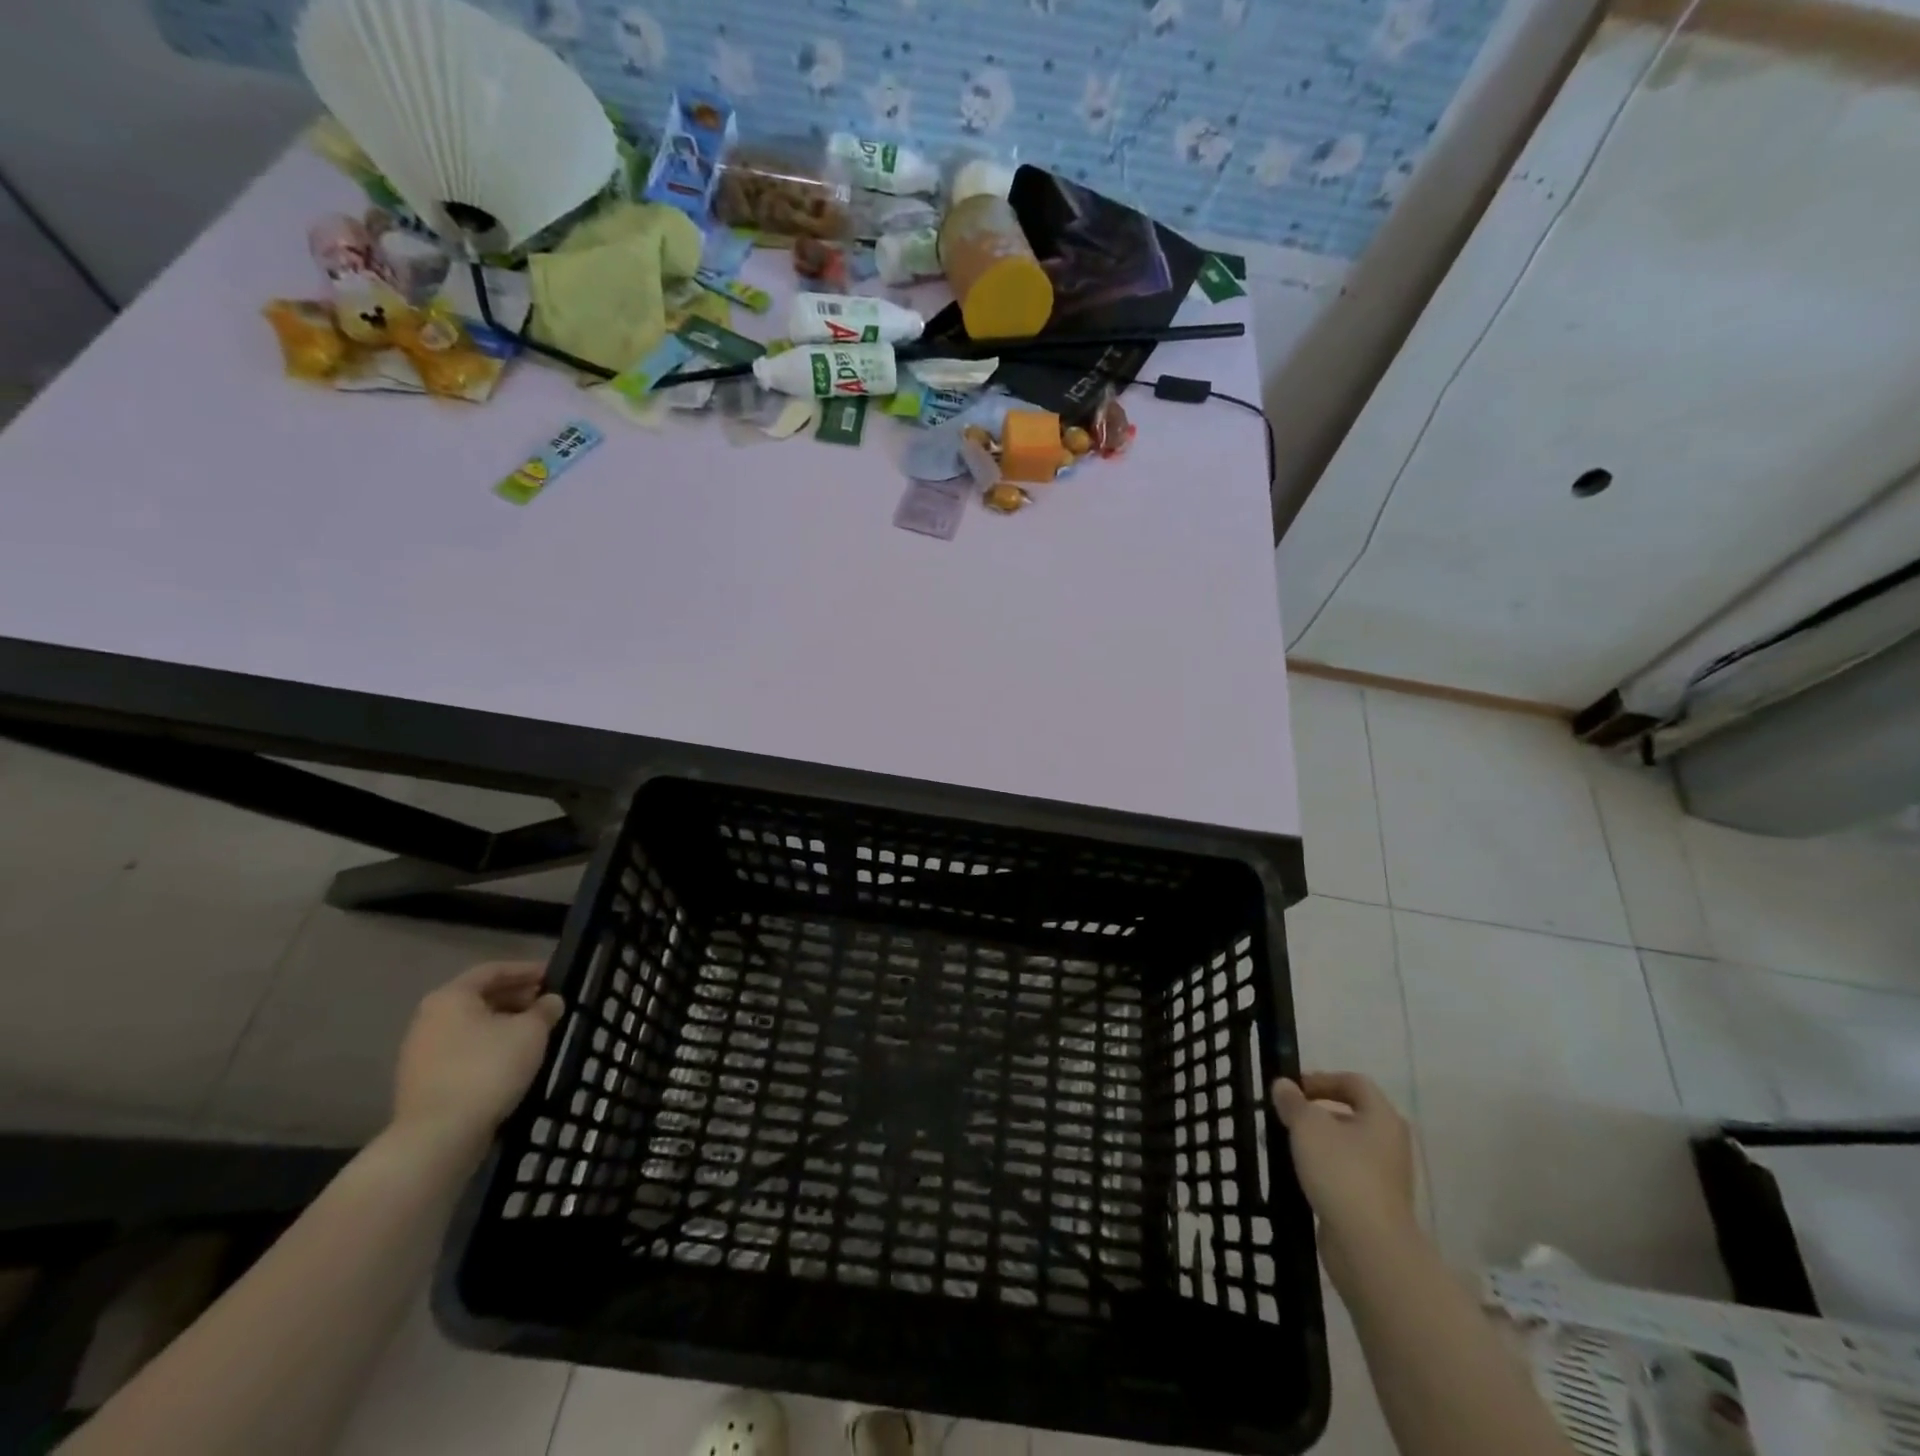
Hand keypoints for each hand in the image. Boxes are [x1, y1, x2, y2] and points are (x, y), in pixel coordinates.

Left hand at [392, 962, 563, 1148]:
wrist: (438, 1136)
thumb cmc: (488, 1068)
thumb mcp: (531, 1032)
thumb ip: (545, 1010)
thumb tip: (550, 1001)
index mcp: (451, 998)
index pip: (493, 971)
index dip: (526, 970)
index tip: (553, 976)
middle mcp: (429, 1019)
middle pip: (479, 998)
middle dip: (516, 998)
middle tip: (547, 1005)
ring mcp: (421, 1054)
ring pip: (471, 1028)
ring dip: (504, 1026)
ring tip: (535, 1034)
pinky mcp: (423, 1083)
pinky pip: (463, 1053)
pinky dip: (489, 1049)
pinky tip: (513, 1062)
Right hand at [1272, 1072, 1417, 1288]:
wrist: (1368, 1246)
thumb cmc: (1341, 1171)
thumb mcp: (1308, 1125)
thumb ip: (1293, 1101)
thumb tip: (1284, 1086)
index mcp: (1382, 1118)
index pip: (1354, 1083)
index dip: (1322, 1079)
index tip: (1292, 1088)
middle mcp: (1388, 1144)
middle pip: (1348, 1115)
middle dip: (1313, 1112)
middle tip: (1283, 1115)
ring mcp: (1383, 1178)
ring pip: (1342, 1147)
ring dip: (1313, 1142)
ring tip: (1280, 1145)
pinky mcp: (1371, 1205)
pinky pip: (1341, 1175)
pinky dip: (1319, 1170)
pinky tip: (1294, 1175)